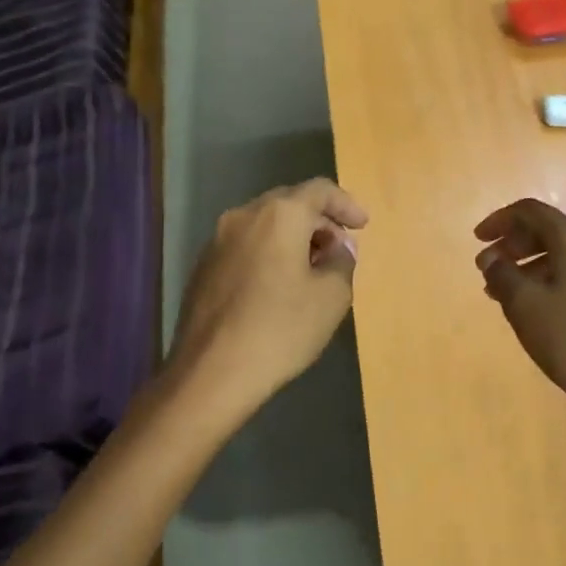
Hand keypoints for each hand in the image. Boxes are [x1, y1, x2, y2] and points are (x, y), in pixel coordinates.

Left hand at [170, 179, 368, 418]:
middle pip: (289, 203)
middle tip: (339, 248)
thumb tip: (338, 249)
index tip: (362, 226)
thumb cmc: (280, 329)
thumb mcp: (331, 297)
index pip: (320, 190)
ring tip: (312, 268)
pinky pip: (245, 246)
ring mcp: (217, 241)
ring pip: (264, 224)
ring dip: (292, 237)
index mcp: (279, 215)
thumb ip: (342, 262)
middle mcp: (244, 216)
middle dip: (319, 221)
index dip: (346, 204)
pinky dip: (269, 252)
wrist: (211, 374)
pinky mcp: (203, 267)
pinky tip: (279, 285)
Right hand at [474, 198, 565, 425]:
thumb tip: (491, 258)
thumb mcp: (524, 304)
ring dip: (530, 264)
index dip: (499, 221)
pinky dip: (551, 276)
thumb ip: (502, 273)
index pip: (530, 211)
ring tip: (503, 291)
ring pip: (563, 252)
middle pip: (548, 229)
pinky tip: (534, 303)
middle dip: (513, 244)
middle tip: (488, 268)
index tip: (477, 241)